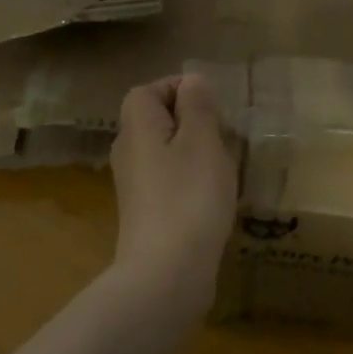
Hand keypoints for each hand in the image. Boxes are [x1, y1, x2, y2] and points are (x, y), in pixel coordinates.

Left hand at [110, 74, 237, 315]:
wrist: (167, 272)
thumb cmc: (189, 196)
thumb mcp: (202, 141)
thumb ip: (198, 106)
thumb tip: (192, 81)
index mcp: (138, 127)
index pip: (148, 90)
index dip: (179, 89)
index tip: (213, 106)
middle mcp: (128, 152)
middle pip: (156, 120)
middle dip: (192, 121)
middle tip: (224, 135)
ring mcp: (135, 185)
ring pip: (165, 152)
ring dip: (195, 152)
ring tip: (224, 166)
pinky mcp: (146, 213)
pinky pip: (169, 180)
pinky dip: (190, 181)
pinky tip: (214, 198)